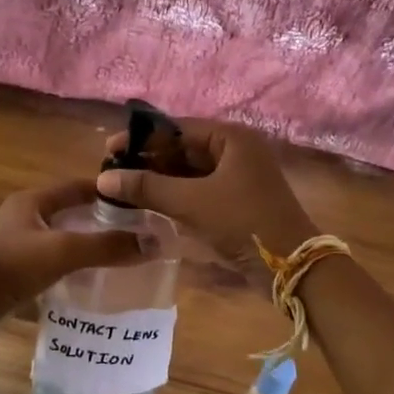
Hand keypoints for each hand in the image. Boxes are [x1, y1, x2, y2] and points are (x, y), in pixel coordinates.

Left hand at [0, 178, 144, 331]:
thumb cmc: (11, 267)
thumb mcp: (63, 252)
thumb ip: (107, 246)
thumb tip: (154, 243)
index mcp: (32, 201)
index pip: (78, 187)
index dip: (108, 192)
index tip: (140, 203)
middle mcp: (22, 218)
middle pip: (70, 214)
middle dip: (100, 222)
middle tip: (136, 234)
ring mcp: (15, 246)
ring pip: (60, 241)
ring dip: (85, 248)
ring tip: (120, 260)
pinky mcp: (12, 273)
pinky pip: (49, 265)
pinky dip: (70, 271)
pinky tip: (89, 284)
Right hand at [96, 119, 316, 264]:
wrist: (290, 265)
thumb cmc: (242, 222)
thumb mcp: (191, 202)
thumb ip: (147, 187)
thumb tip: (104, 178)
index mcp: (231, 138)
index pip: (177, 128)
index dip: (141, 139)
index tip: (109, 150)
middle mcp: (236, 150)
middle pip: (183, 148)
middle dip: (149, 160)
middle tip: (113, 172)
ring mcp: (238, 176)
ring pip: (189, 171)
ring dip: (159, 179)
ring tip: (123, 189)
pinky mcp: (236, 201)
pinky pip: (198, 189)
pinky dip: (175, 194)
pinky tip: (149, 203)